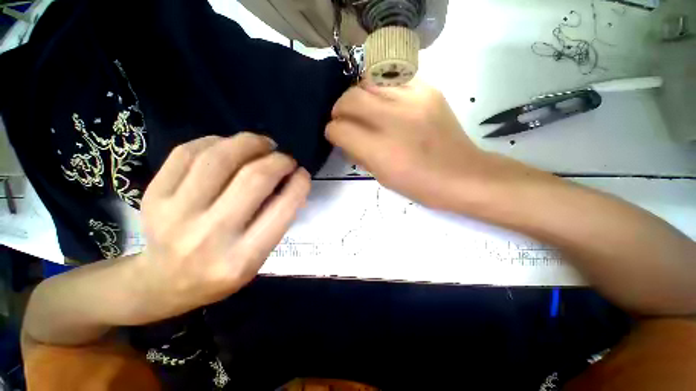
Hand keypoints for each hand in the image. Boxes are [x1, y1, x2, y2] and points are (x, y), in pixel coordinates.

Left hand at [132, 133, 309, 323]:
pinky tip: (229, 146)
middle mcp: (209, 236)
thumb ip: (277, 219)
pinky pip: (187, 153)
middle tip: (285, 158)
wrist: (162, 283)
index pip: (282, 208)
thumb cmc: (220, 273)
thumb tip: (291, 180)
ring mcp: (174, 214)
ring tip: (262, 144)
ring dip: (249, 143)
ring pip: (219, 158)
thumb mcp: (259, 257)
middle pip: (253, 178)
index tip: (302, 173)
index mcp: (242, 258)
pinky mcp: (154, 196)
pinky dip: (216, 141)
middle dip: (278, 160)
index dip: (299, 183)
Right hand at [326, 79, 492, 211]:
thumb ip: (359, 154)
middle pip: (349, 99)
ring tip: (363, 108)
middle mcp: (393, 119)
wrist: (462, 174)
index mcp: (380, 150)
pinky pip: (392, 77)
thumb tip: (345, 138)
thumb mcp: (382, 177)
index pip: (339, 129)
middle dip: (339, 110)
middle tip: (345, 120)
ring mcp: (412, 99)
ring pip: (367, 81)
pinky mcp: (428, 89)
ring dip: (358, 95)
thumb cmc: (419, 184)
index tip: (336, 136)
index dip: (332, 132)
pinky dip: (380, 88)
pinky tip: (385, 101)